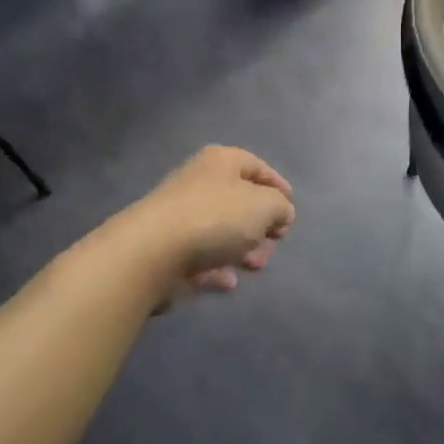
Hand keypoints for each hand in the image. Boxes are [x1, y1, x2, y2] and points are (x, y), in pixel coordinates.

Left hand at [119, 145, 294, 302]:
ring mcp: (180, 216)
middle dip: (261, 225)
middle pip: (239, 201)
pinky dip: (217, 268)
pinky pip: (201, 257)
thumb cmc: (215, 218)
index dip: (278, 186)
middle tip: (273, 244)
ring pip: (221, 231)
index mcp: (221, 161)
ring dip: (242, 249)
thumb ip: (280, 207)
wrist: (152, 252)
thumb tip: (280, 213)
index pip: (257, 166)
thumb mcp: (265, 206)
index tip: (291, 211)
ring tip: (253, 267)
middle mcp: (199, 182)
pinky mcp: (167, 249)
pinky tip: (228, 282)